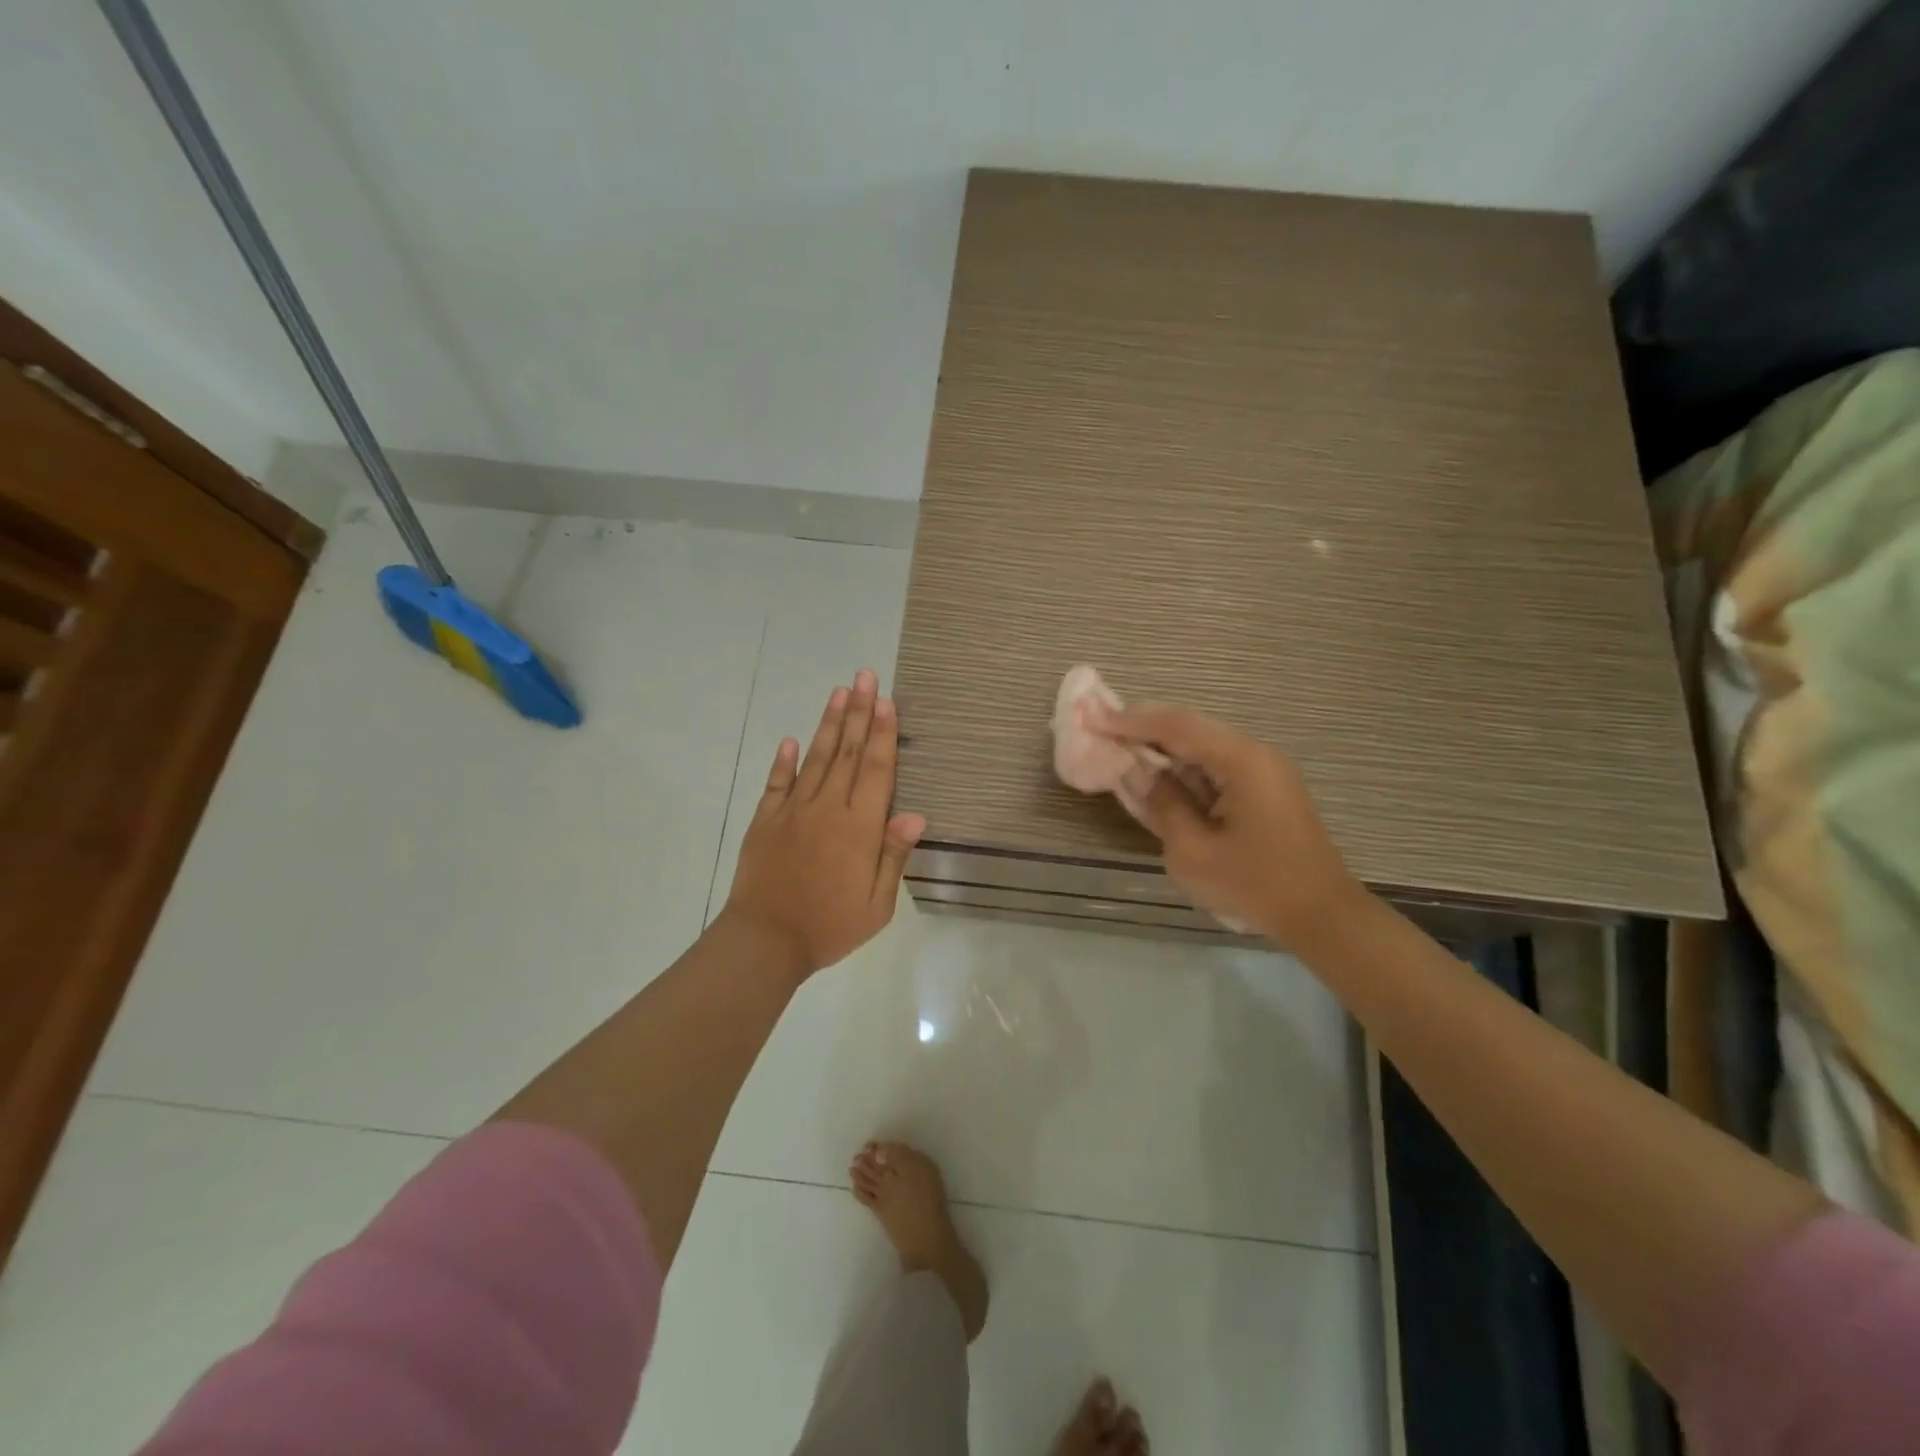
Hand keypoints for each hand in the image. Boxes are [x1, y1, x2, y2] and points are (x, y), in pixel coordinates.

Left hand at [722, 670, 925, 977]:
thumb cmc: (830, 926)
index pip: (876, 770)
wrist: (765, 941)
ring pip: (816, 758)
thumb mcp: (877, 904)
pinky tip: (791, 740)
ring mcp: (793, 811)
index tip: (886, 701)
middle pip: (848, 752)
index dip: (883, 733)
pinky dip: (784, 760)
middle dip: (859, 712)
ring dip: (829, 724)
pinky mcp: (766, 820)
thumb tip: (916, 813)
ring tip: (839, 692)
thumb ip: (894, 855)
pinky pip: (777, 783)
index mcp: (859, 828)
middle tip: (864, 676)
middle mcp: (828, 808)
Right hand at [1097, 703, 1364, 951]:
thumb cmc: (1256, 886)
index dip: (1130, 721)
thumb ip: (1162, 804)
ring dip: (1162, 746)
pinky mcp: (1264, 789)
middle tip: (1101, 727)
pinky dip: (1182, 767)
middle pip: (1190, 728)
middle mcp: (1254, 754)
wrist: (1322, 916)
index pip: (1176, 727)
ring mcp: (1263, 770)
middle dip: (1143, 727)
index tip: (1092, 717)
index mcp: (1241, 761)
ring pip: (1201, 745)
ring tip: (1120, 746)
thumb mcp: (1193, 852)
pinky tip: (1158, 775)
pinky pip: (1214, 766)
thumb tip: (1139, 773)